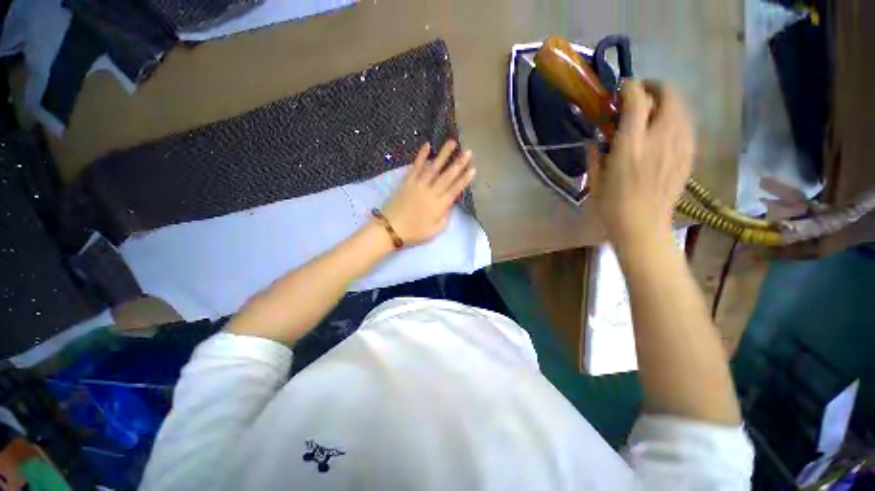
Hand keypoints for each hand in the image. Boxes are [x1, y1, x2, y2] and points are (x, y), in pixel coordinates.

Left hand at [381, 140, 475, 245]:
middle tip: (468, 152)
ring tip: (452, 142)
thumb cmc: (414, 232)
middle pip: (447, 176)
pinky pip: (415, 167)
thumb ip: (445, 216)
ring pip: (433, 167)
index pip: (455, 190)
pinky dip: (421, 156)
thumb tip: (450, 204)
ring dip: (443, 154)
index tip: (473, 169)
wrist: (391, 229)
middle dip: (459, 163)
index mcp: (439, 206)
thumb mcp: (435, 231)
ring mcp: (418, 185)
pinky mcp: (407, 181)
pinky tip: (427, 145)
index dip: (464, 179)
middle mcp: (431, 192)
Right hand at [591, 80, 694, 243]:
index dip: (630, 87)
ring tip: (653, 111)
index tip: (622, 88)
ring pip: (682, 107)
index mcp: (631, 146)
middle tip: (641, 95)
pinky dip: (676, 119)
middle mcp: (659, 139)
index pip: (637, 100)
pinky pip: (687, 126)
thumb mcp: (595, 180)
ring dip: (667, 102)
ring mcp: (679, 146)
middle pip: (669, 95)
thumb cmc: (612, 206)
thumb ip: (594, 155)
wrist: (643, 227)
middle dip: (655, 87)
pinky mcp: (688, 156)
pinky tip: (664, 130)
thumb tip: (594, 140)